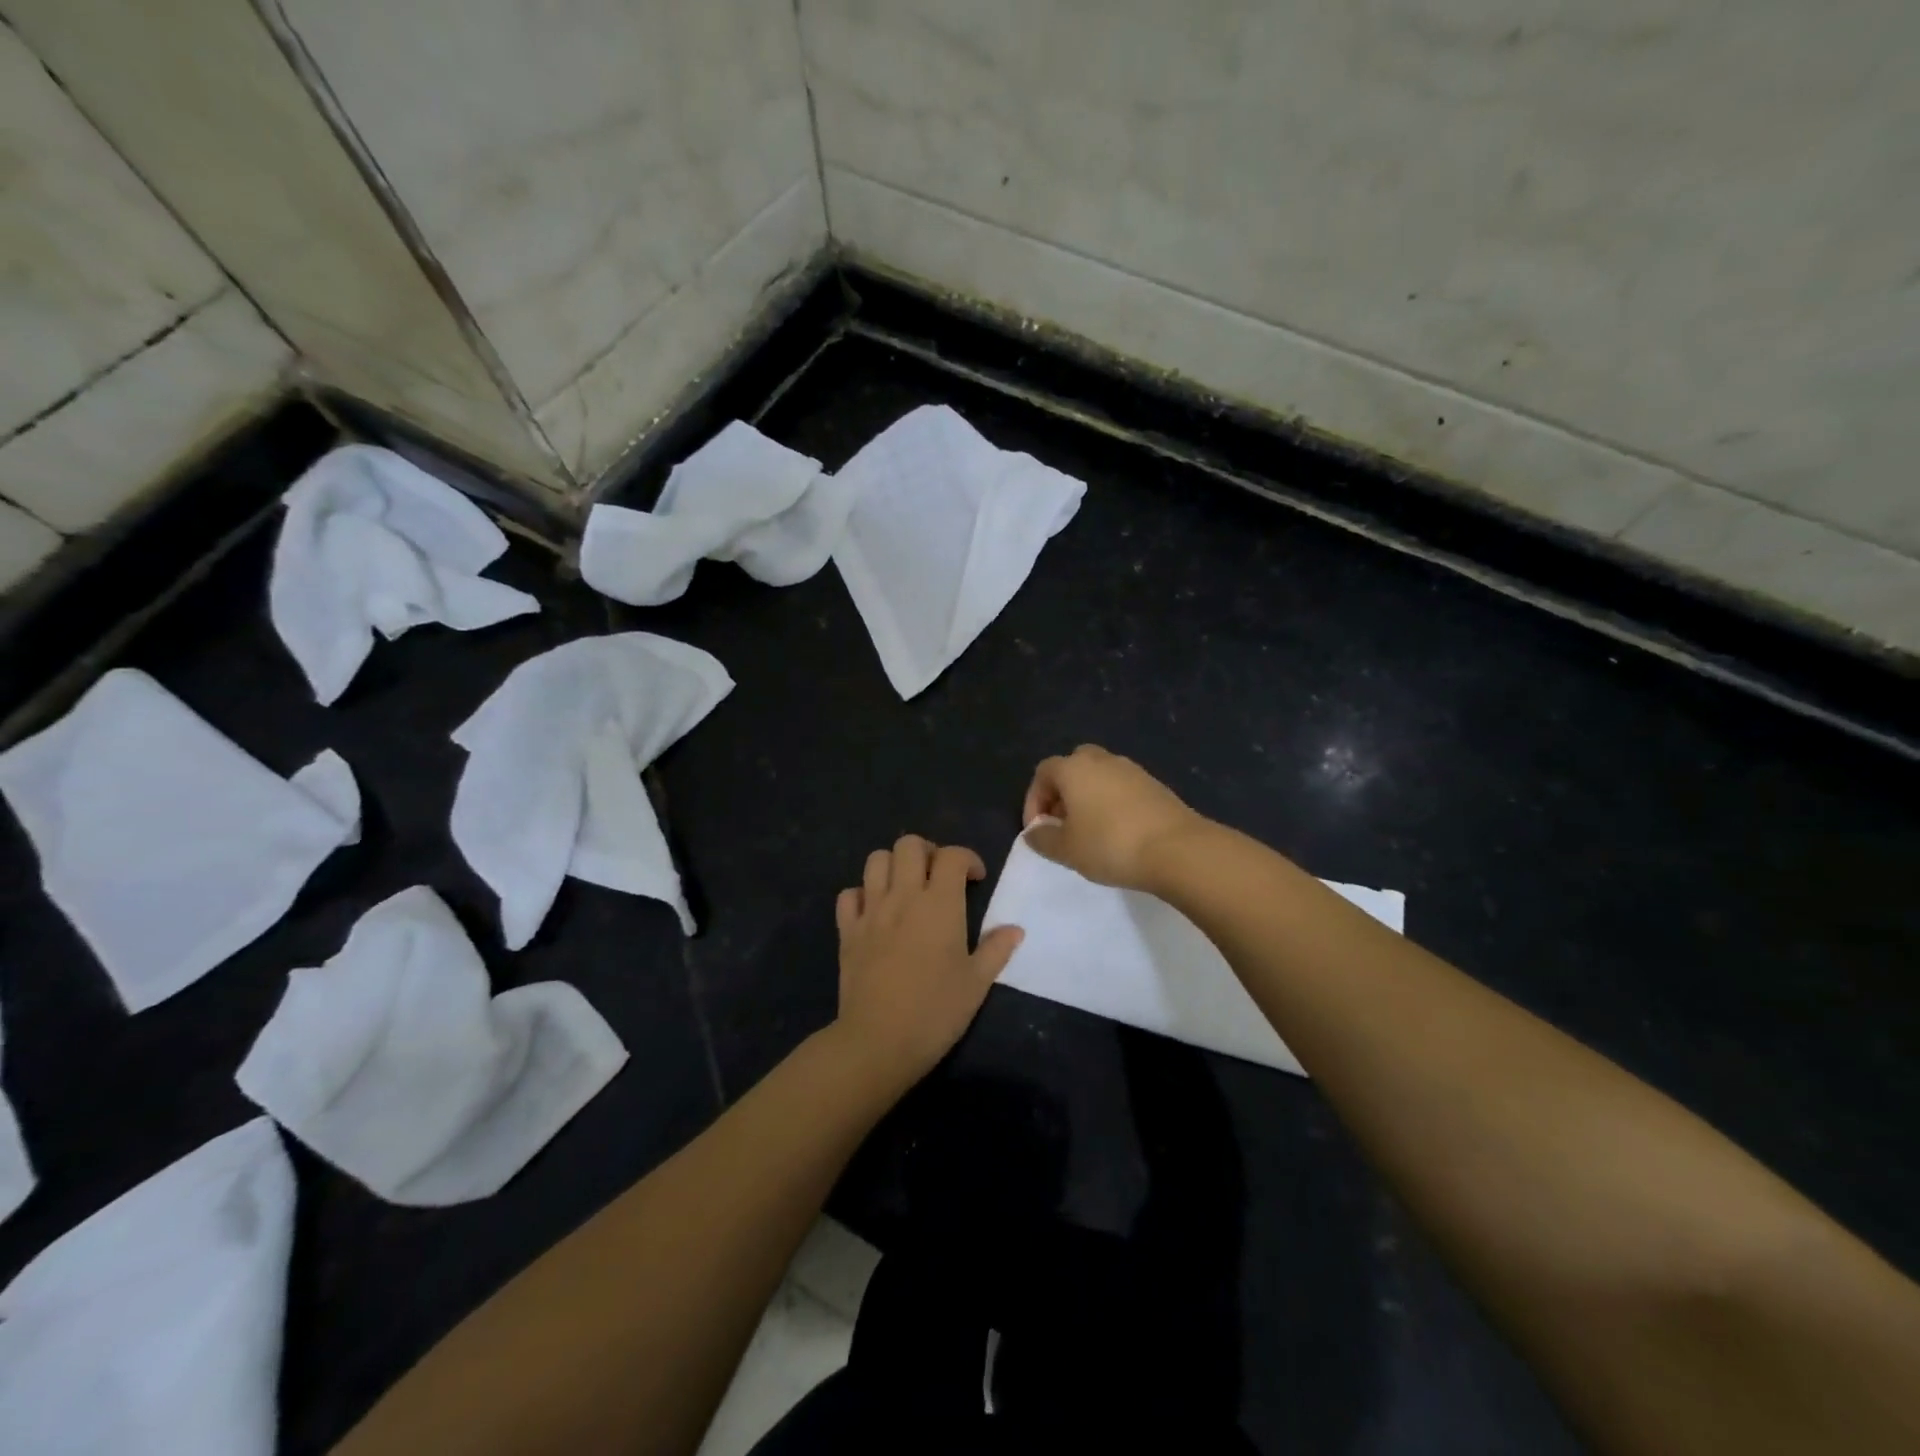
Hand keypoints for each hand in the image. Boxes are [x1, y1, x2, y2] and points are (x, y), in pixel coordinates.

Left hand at [832, 835, 1023, 1089]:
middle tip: (938, 876)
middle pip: (909, 844)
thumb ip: (996, 950)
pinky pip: (849, 895)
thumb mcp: (977, 984)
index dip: (967, 858)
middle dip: (927, 851)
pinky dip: (861, 894)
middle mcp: (903, 896)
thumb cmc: (935, 1011)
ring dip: (893, 865)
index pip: (952, 856)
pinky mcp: (847, 930)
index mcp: (939, 904)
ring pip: (876, 860)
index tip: (976, 879)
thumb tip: (1015, 929)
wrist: (878, 1041)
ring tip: (906, 887)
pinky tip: (874, 912)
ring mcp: (871, 911)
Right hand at [1021, 744, 1210, 892]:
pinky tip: (1118, 832)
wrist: (1177, 849)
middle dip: (1062, 793)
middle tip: (1063, 824)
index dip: (1034, 800)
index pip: (1043, 773)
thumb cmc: (1110, 845)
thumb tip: (1034, 831)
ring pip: (1100, 776)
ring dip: (1088, 797)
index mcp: (1074, 768)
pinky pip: (1122, 787)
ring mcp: (1132, 770)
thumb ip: (1042, 839)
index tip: (1038, 830)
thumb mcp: (1066, 850)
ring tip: (1089, 831)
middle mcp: (1102, 760)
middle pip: (1073, 767)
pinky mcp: (1155, 785)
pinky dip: (1112, 802)